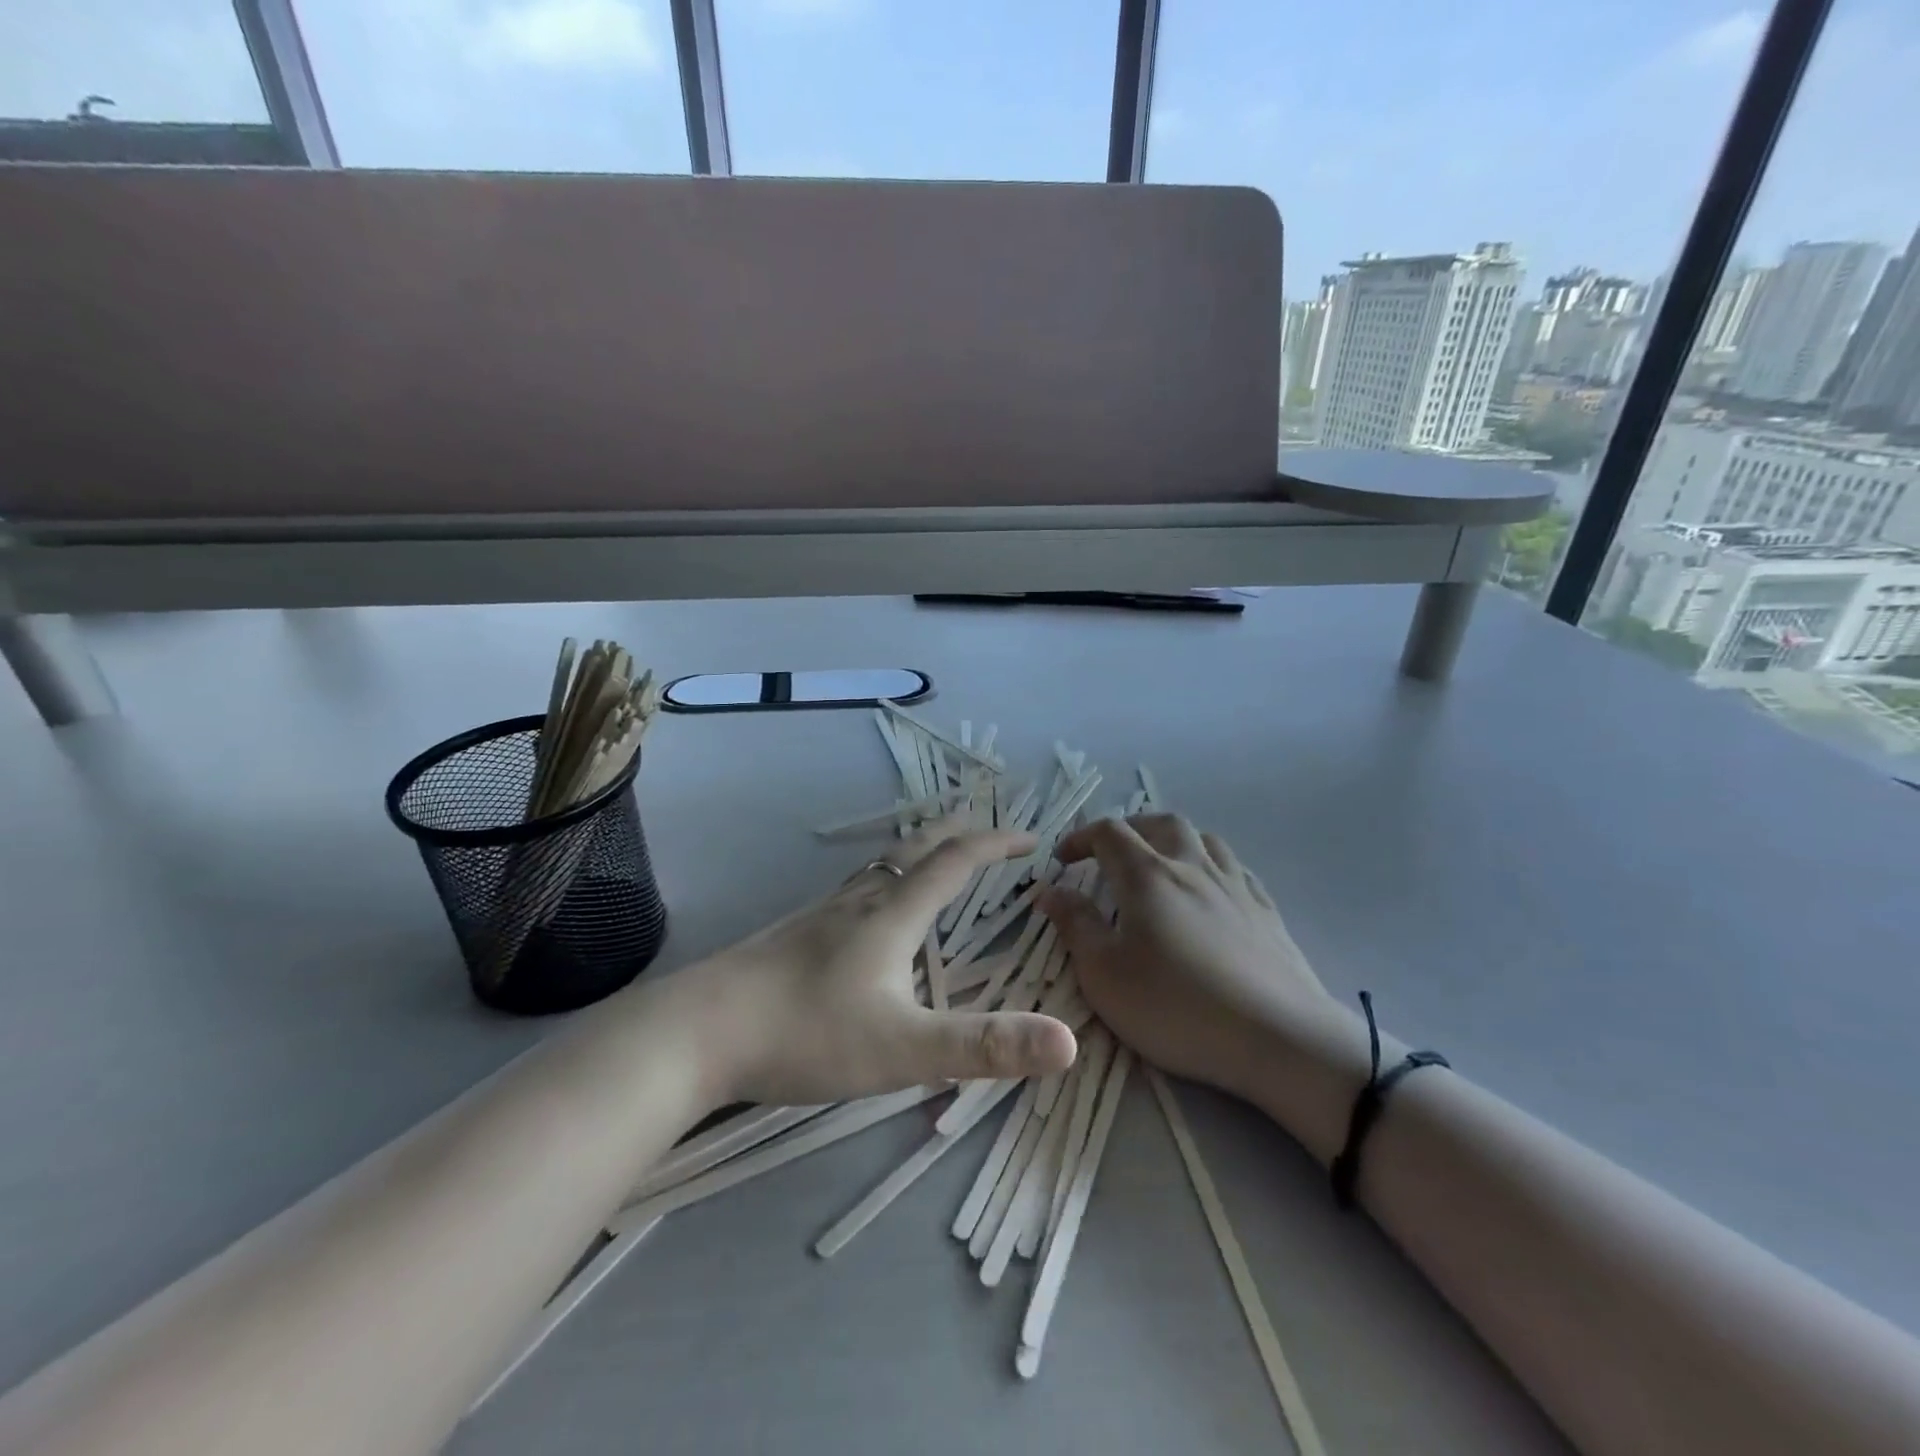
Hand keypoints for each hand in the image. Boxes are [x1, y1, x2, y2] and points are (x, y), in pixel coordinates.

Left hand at [682, 825, 1078, 1105]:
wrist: (698, 1031)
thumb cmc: (806, 1033)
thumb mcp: (906, 1049)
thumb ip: (985, 1047)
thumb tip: (1068, 1041)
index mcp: (892, 914)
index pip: (955, 861)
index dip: (996, 845)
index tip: (1031, 840)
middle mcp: (859, 900)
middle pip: (915, 847)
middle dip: (958, 833)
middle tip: (987, 832)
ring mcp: (821, 913)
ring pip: (881, 866)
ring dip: (919, 853)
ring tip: (936, 863)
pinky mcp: (794, 932)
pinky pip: (855, 888)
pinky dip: (885, 880)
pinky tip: (870, 912)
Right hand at [1039, 815, 1342, 1105]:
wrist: (1277, 1039)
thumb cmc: (1176, 1007)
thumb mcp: (1104, 974)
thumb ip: (1075, 925)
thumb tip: (1051, 891)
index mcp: (1148, 875)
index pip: (1109, 833)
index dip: (1080, 838)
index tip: (1063, 860)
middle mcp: (1192, 866)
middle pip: (1160, 823)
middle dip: (1129, 829)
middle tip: (1110, 854)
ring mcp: (1235, 886)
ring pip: (1203, 838)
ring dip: (1173, 840)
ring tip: (1160, 864)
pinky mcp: (1267, 911)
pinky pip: (1234, 868)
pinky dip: (1211, 865)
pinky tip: (1210, 890)